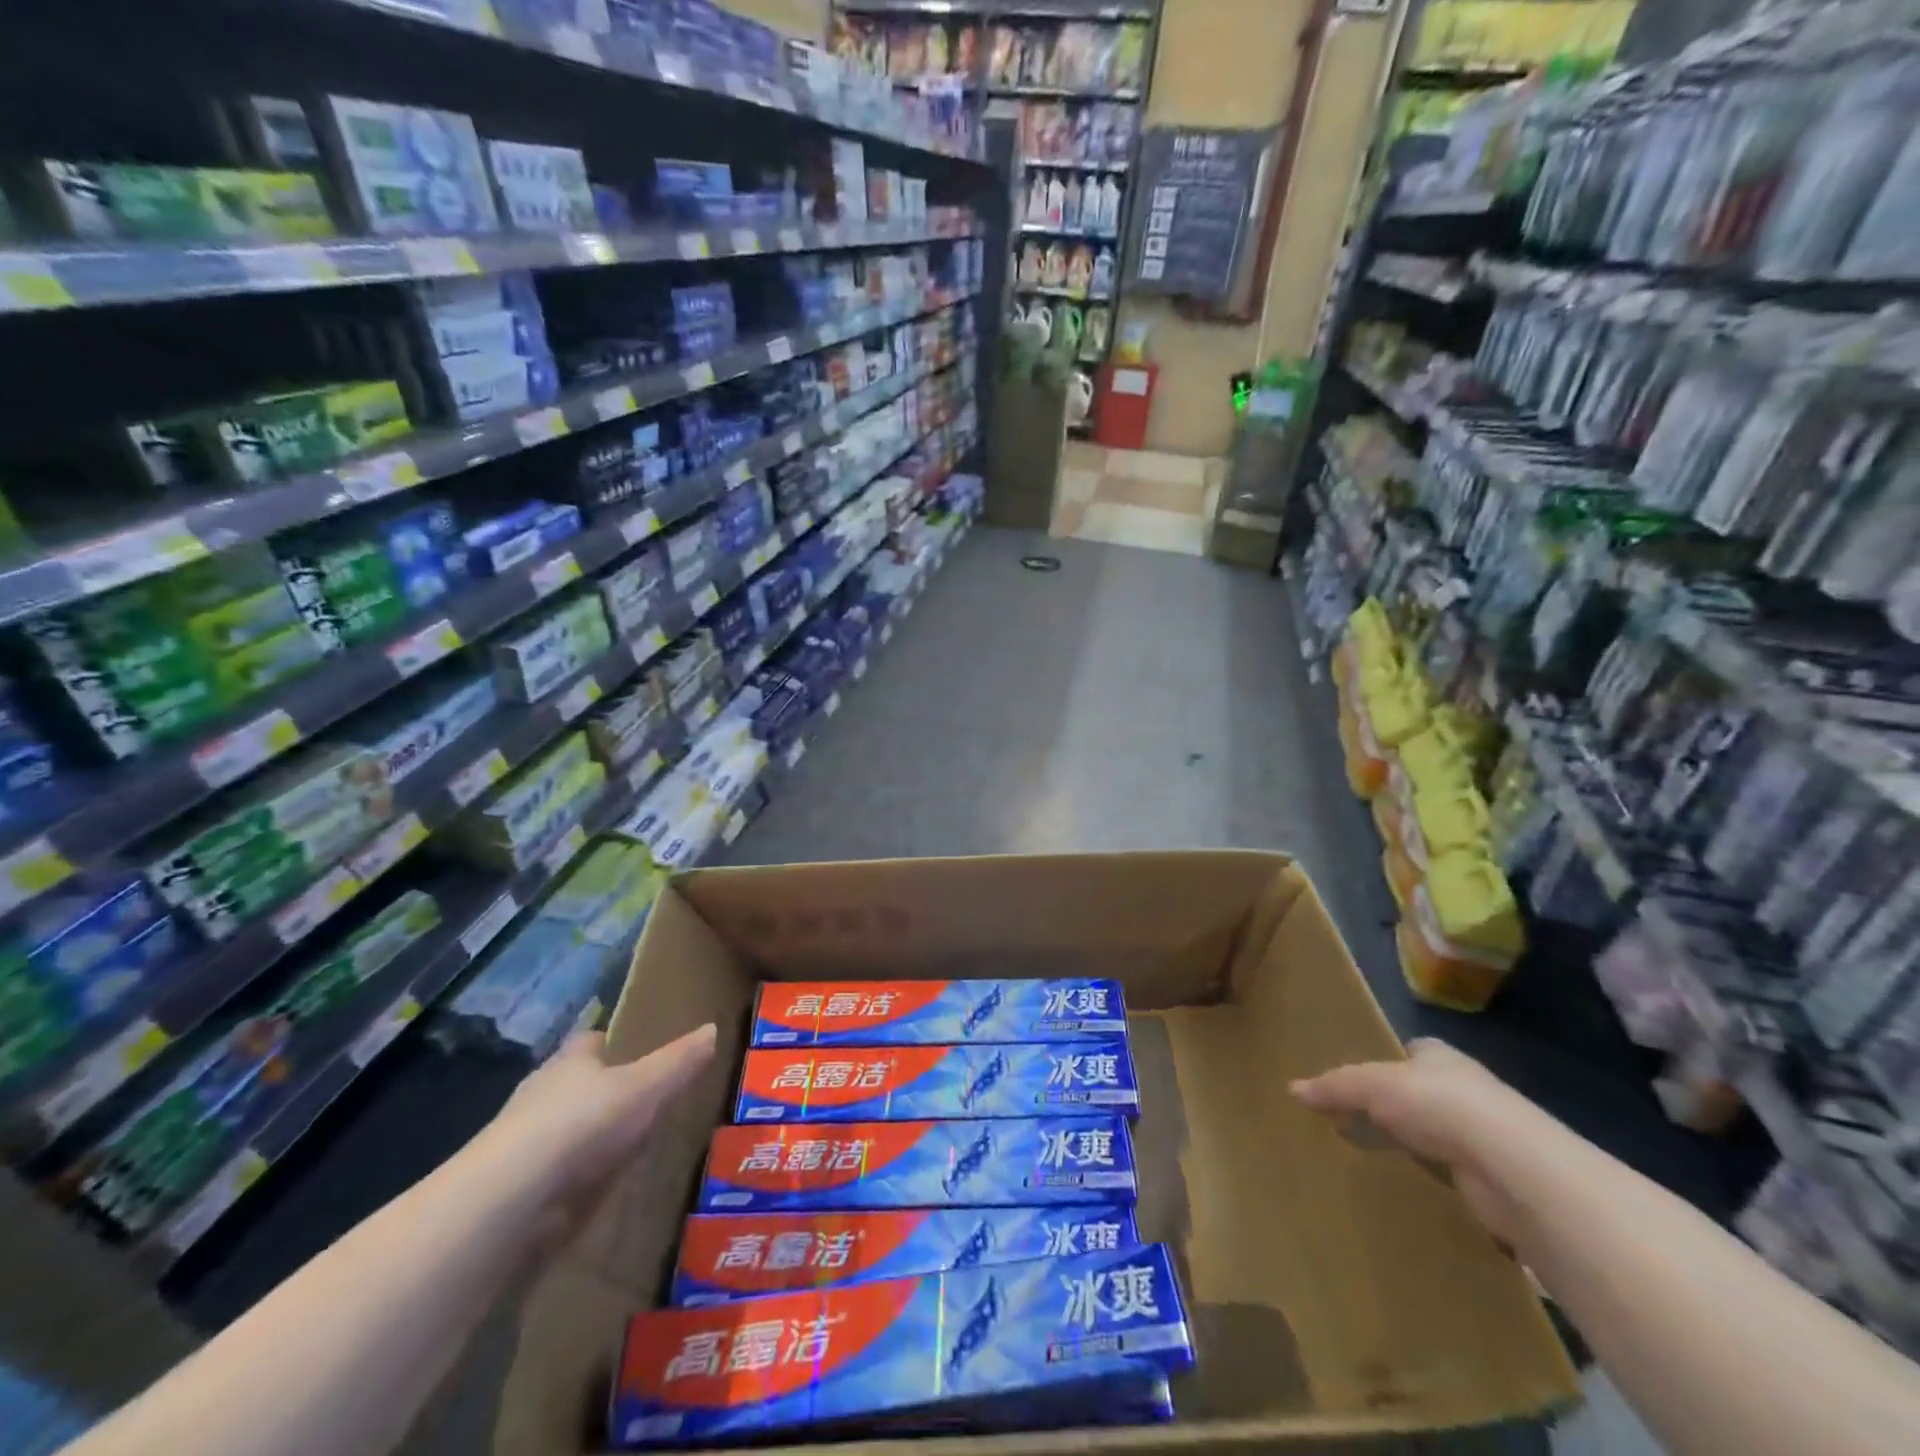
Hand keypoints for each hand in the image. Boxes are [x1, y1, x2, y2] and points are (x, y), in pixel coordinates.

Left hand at [471, 1024, 716, 1253]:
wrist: (510, 1198)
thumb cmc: (582, 1122)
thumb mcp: (645, 1087)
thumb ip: (678, 1062)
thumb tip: (713, 1028)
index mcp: (570, 1061)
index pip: (592, 1041)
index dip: (613, 1042)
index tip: (637, 1049)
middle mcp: (541, 1093)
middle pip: (576, 1083)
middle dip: (601, 1090)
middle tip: (640, 1101)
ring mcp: (522, 1142)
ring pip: (562, 1128)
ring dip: (585, 1137)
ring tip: (624, 1149)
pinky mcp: (514, 1187)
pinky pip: (553, 1172)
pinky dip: (572, 1178)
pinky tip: (595, 1190)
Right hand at [1292, 1039, 1541, 1244]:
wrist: (1513, 1169)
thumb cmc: (1440, 1105)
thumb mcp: (1372, 1085)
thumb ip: (1335, 1086)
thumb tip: (1292, 1089)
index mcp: (1441, 1058)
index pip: (1411, 1052)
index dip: (1386, 1062)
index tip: (1357, 1079)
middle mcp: (1466, 1092)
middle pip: (1421, 1095)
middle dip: (1393, 1108)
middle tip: (1351, 1122)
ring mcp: (1484, 1139)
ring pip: (1436, 1138)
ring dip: (1412, 1148)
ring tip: (1368, 1160)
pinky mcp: (1493, 1183)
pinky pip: (1449, 1178)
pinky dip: (1429, 1184)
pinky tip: (1402, 1192)